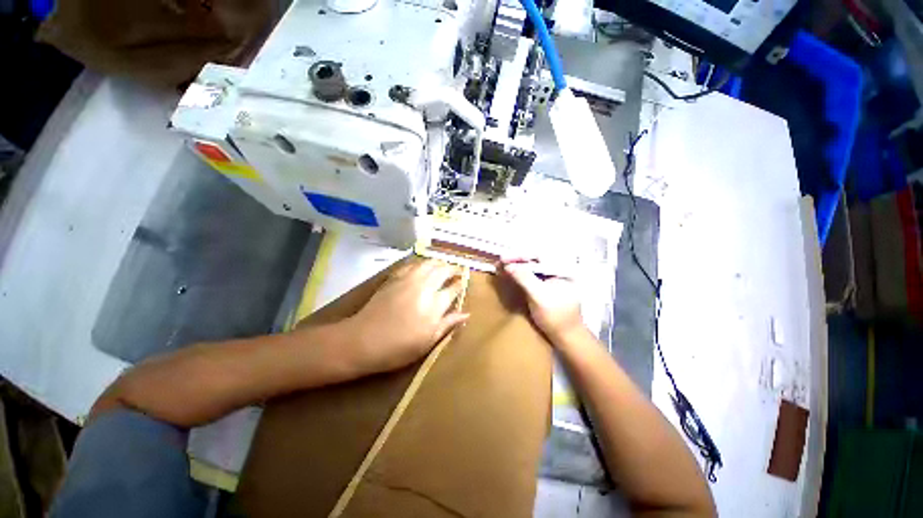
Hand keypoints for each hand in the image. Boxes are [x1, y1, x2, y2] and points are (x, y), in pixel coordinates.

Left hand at [347, 260, 468, 373]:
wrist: (363, 340)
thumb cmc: (398, 347)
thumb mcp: (427, 341)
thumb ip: (448, 324)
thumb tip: (466, 314)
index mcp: (434, 304)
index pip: (453, 288)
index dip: (460, 284)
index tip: (464, 282)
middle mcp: (424, 287)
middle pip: (443, 270)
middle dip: (452, 269)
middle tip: (457, 270)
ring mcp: (408, 280)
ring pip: (428, 263)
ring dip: (438, 262)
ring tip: (443, 265)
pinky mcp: (394, 278)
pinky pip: (412, 264)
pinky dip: (421, 263)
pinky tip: (422, 266)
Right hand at [501, 259, 585, 343]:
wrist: (565, 337)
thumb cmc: (556, 316)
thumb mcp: (540, 296)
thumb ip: (525, 279)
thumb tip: (508, 265)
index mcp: (562, 269)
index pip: (539, 255)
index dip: (519, 255)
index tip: (503, 258)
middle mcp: (558, 269)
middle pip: (534, 259)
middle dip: (516, 260)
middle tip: (500, 262)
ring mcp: (551, 278)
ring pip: (531, 267)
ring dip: (516, 266)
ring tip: (501, 267)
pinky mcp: (545, 286)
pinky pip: (531, 276)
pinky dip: (519, 274)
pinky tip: (509, 275)